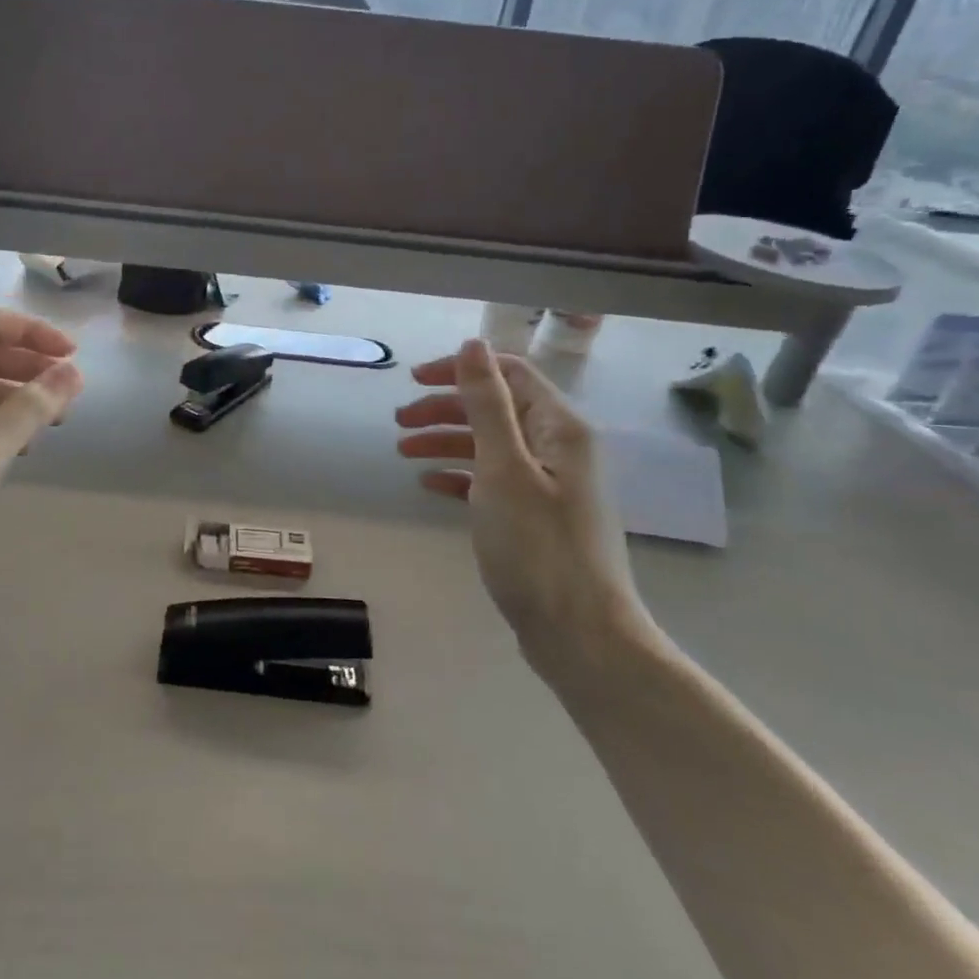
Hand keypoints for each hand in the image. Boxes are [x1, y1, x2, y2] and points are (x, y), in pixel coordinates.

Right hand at [396, 340, 659, 680]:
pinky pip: (492, 480)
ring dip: (446, 441)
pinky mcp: (535, 516)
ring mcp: (549, 485)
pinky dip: (460, 475)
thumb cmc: (537, 546)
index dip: (461, 370)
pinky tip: (430, 483)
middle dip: (446, 408)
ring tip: (403, 450)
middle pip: (496, 409)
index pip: (510, 374)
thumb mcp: (503, 468)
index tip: (414, 380)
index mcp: (559, 428)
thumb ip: (486, 404)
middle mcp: (559, 448)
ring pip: (490, 445)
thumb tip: (472, 344)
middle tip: (399, 420)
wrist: (579, 634)